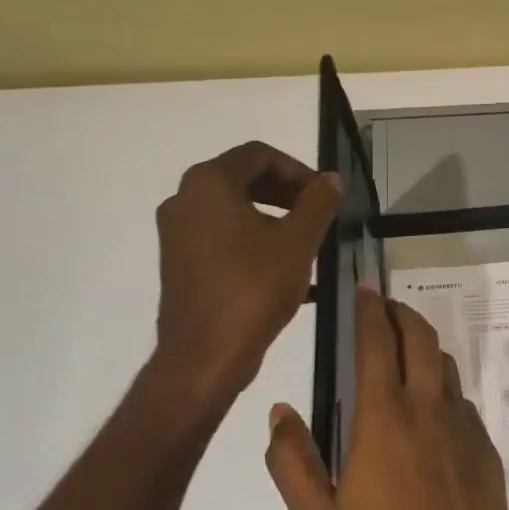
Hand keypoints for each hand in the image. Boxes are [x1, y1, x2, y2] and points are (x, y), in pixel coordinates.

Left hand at [148, 142, 338, 402]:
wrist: (205, 354)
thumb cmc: (253, 289)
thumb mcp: (298, 242)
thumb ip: (318, 203)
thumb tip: (331, 180)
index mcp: (209, 184)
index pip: (259, 155)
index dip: (298, 169)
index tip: (325, 195)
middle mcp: (184, 199)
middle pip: (243, 178)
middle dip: (286, 192)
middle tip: (319, 214)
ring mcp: (177, 232)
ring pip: (233, 209)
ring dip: (273, 217)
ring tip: (306, 242)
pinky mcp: (179, 261)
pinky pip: (221, 235)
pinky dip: (253, 239)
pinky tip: (283, 267)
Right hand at [264, 286, 508, 509]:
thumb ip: (294, 462)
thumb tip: (281, 412)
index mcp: (384, 420)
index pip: (377, 343)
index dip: (370, 310)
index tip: (364, 289)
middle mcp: (429, 411)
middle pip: (420, 340)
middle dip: (402, 314)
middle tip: (385, 307)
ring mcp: (464, 431)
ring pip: (446, 368)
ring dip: (425, 348)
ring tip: (406, 351)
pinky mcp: (486, 455)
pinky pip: (462, 404)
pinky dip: (443, 389)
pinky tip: (432, 412)